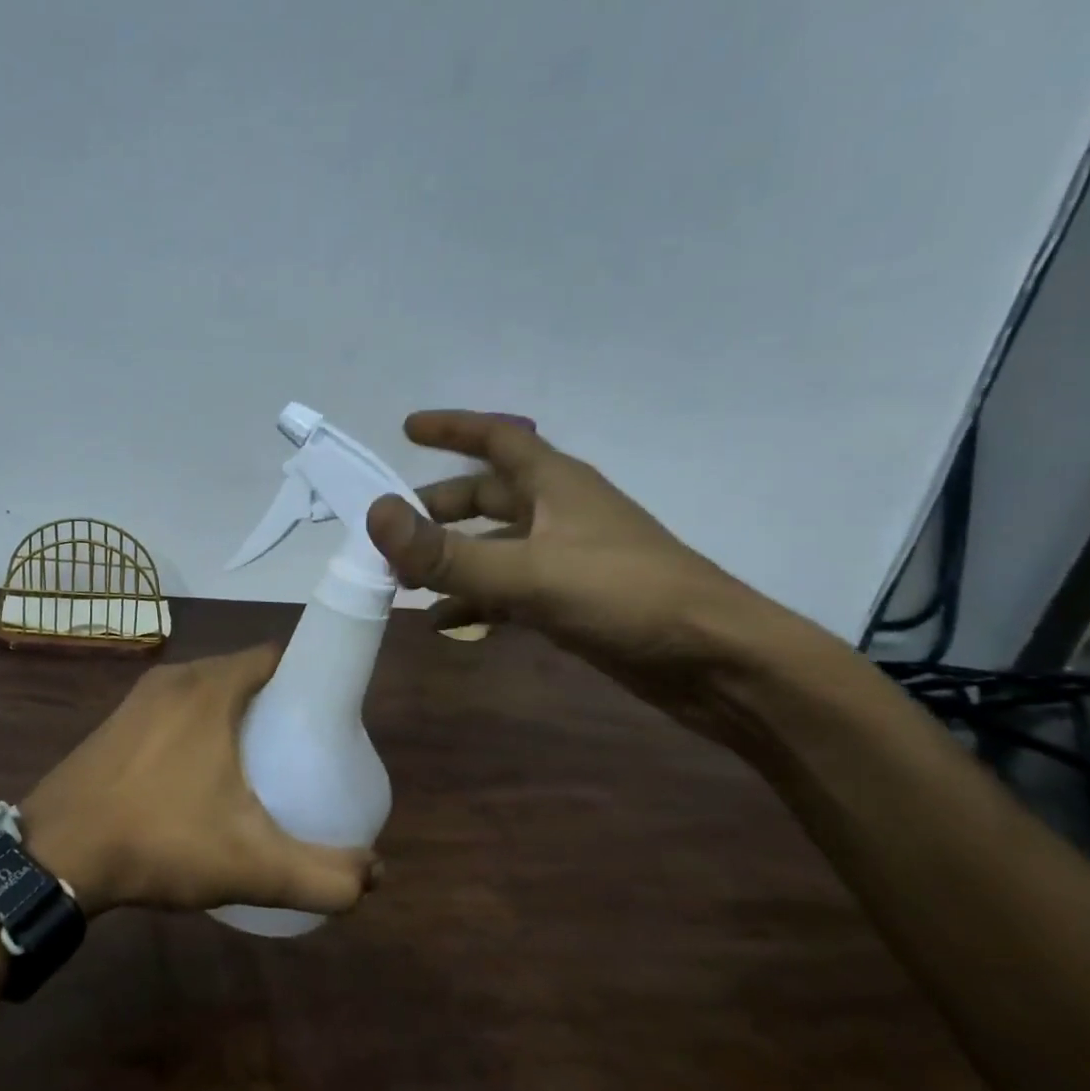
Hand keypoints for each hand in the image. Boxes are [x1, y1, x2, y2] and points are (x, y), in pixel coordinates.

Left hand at [19, 645, 379, 916]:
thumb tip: (375, 876)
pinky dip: (198, 726)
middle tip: (299, 751)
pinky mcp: (116, 720)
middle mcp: (175, 677)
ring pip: (206, 691)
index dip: (308, 679)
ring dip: (235, 715)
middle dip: (276, 703)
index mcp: (211, 687)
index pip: (277, 657)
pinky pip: (174, 708)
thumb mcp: (251, 865)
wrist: (55, 855)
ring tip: (256, 766)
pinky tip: (199, 775)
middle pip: (244, 674)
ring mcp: (139, 697)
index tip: (327, 719)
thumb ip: (322, 875)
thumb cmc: (159, 840)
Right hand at [364, 409, 794, 742]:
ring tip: (403, 582)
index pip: (495, 438)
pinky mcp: (572, 599)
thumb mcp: (527, 572)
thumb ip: (446, 552)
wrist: (715, 662)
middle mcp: (559, 512)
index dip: (452, 428)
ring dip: (450, 559)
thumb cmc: (624, 596)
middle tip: (392, 531)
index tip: (407, 428)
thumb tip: (374, 516)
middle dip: (437, 509)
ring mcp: (566, 557)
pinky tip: (444, 623)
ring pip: (493, 546)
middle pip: (486, 496)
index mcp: (555, 484)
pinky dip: (474, 600)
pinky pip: (508, 589)